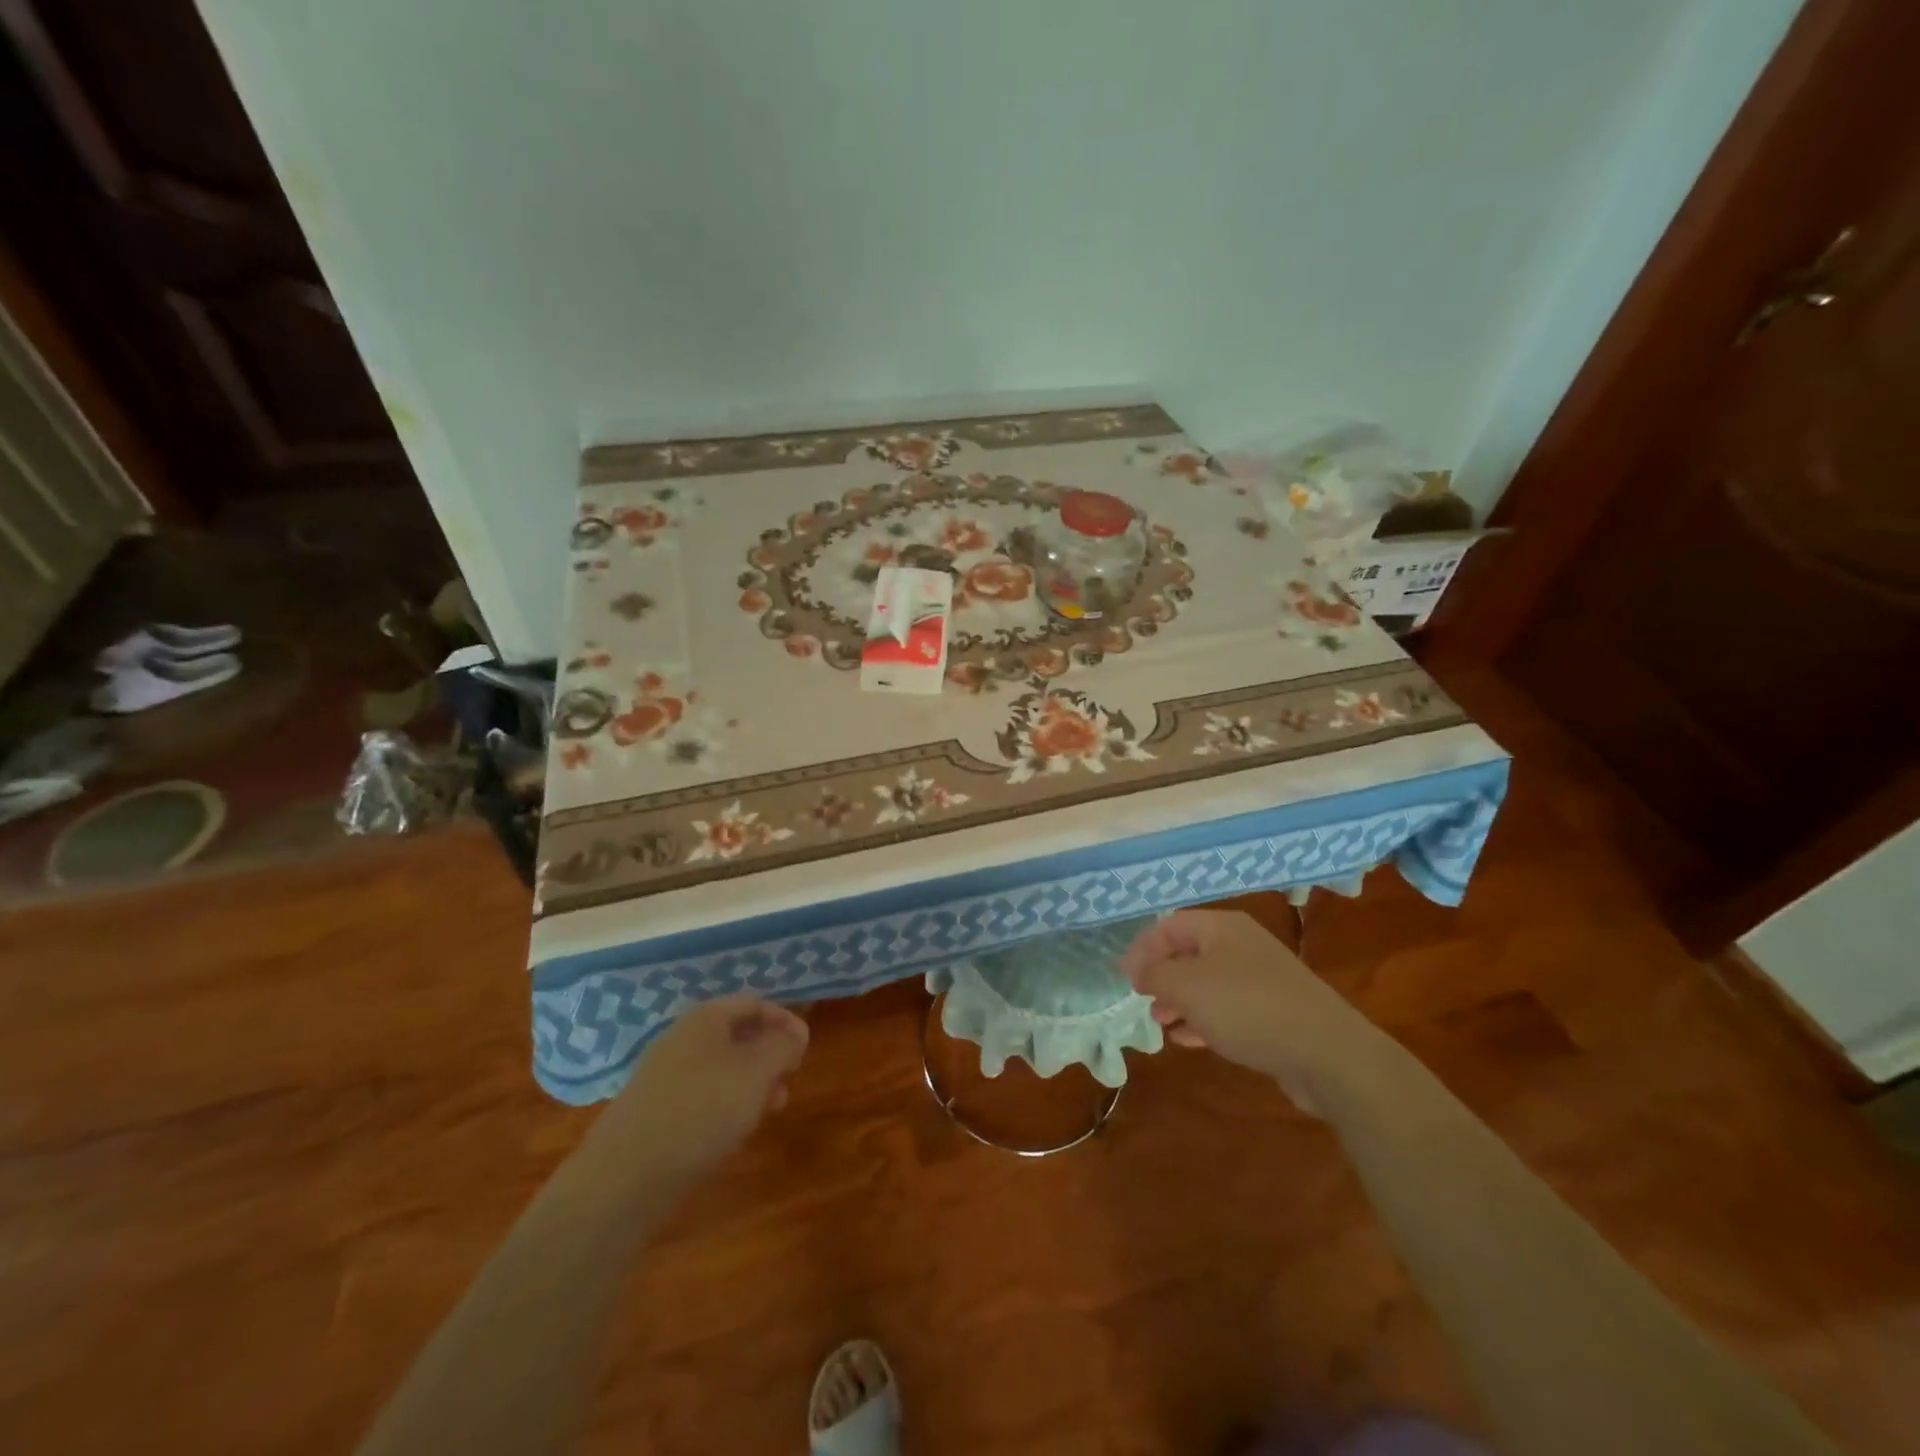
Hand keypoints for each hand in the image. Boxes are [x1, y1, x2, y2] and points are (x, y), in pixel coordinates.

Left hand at [603, 994, 809, 1177]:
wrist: (626, 1176)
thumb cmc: (702, 1109)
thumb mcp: (757, 1071)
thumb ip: (782, 1045)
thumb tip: (797, 1031)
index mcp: (706, 1018)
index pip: (753, 1003)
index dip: (783, 1019)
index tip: (804, 1046)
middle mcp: (683, 1040)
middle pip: (736, 1035)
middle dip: (768, 1053)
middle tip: (791, 1076)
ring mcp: (666, 1077)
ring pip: (721, 1068)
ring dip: (752, 1082)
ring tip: (773, 1106)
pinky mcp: (657, 1113)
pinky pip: (702, 1096)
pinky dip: (726, 1105)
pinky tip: (736, 1129)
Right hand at [1121, 908, 1371, 1100]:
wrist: (1328, 1053)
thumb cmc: (1248, 1008)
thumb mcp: (1188, 987)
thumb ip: (1155, 974)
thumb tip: (1137, 970)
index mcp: (1222, 927)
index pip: (1170, 925)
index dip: (1142, 947)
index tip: (1124, 978)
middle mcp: (1242, 945)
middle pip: (1189, 952)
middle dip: (1161, 975)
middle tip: (1142, 999)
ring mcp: (1261, 978)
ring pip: (1207, 982)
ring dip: (1180, 1000)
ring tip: (1161, 1022)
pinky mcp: (1275, 1011)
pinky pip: (1228, 1008)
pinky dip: (1204, 1019)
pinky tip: (1189, 1040)